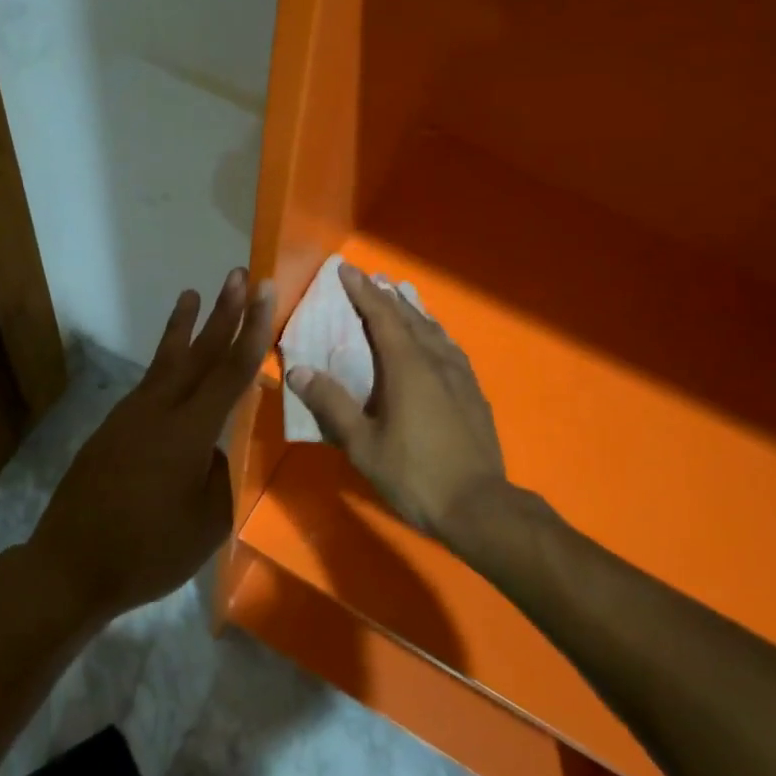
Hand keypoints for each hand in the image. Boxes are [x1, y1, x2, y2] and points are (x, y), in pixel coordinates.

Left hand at [32, 269, 274, 620]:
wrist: (70, 566)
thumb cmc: (148, 551)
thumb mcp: (207, 522)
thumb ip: (221, 475)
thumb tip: (216, 448)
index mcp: (188, 433)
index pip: (230, 372)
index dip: (251, 330)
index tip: (262, 292)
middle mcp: (158, 412)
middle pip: (198, 354)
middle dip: (222, 313)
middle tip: (238, 275)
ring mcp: (129, 417)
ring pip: (166, 363)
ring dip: (185, 328)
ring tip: (192, 294)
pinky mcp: (112, 429)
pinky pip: (148, 386)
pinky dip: (165, 364)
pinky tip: (173, 364)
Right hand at [286, 261, 506, 545]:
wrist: (478, 506)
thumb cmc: (414, 474)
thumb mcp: (363, 445)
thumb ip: (331, 404)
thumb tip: (297, 370)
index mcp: (407, 366)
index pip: (381, 316)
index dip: (363, 291)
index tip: (347, 269)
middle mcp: (436, 360)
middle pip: (410, 317)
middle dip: (387, 296)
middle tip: (371, 280)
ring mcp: (460, 375)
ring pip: (434, 331)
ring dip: (413, 312)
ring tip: (401, 300)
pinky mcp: (474, 392)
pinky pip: (449, 349)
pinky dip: (433, 334)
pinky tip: (434, 342)